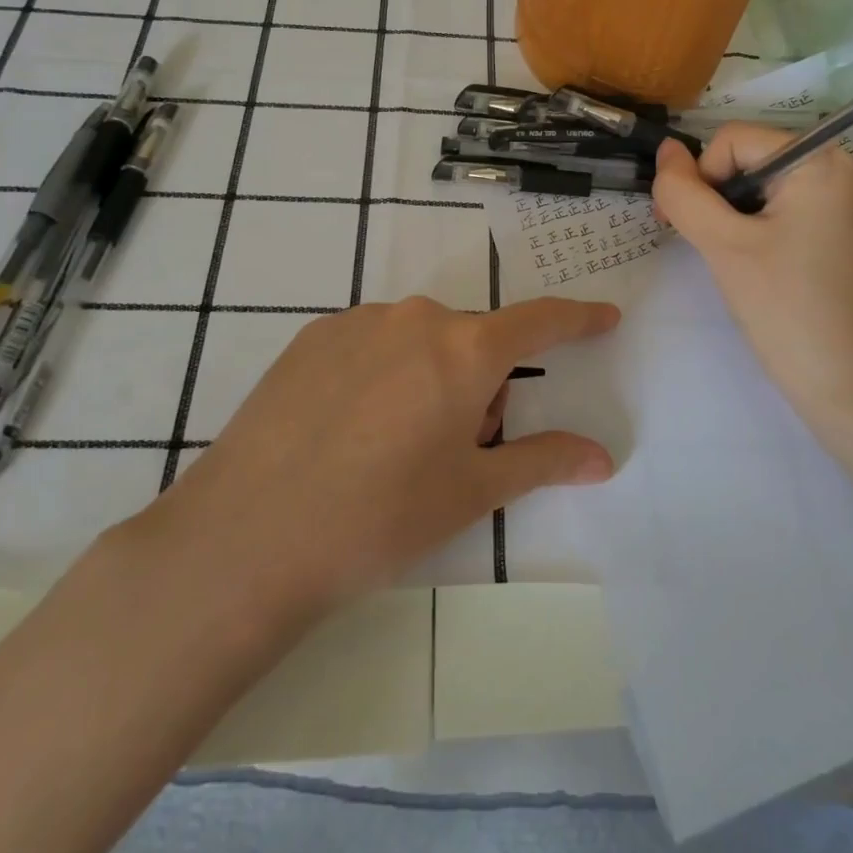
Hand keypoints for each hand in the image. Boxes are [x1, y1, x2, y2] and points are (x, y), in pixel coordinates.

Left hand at [142, 296, 618, 623]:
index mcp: (465, 349)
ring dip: (428, 378)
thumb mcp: (471, 493)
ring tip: (390, 446)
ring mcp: (359, 321)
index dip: (578, 319)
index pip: (540, 321)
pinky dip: (381, 373)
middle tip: (452, 450)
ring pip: (420, 341)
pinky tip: (345, 428)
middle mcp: (417, 317)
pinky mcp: (312, 335)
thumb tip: (601, 457)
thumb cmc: (380, 517)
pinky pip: (372, 343)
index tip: (604, 317)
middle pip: (472, 342)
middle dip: (479, 385)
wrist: (248, 535)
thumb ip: (542, 460)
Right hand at [652, 125, 852, 431]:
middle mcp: (838, 169)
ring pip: (759, 185)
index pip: (733, 140)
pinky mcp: (836, 232)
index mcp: (820, 161)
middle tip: (700, 244)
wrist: (848, 387)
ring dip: (728, 214)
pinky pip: (780, 208)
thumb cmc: (786, 309)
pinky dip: (751, 228)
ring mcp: (840, 202)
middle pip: (748, 158)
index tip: (682, 225)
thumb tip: (664, 151)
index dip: (699, 177)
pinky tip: (749, 264)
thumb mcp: (723, 245)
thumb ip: (684, 192)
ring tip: (726, 259)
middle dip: (713, 195)